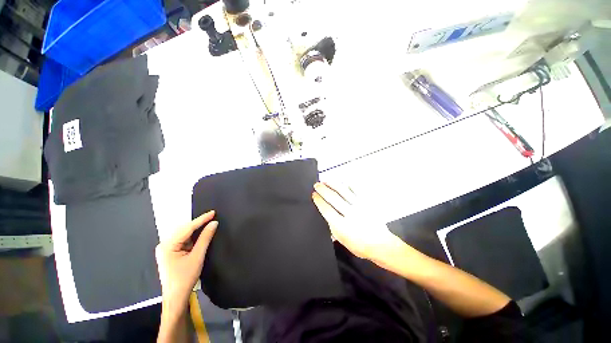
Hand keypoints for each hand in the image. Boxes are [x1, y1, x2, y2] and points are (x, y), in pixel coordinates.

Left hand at [155, 210, 217, 313]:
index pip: (187, 228)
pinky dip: (193, 237)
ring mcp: (166, 249)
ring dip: (196, 230)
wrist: (176, 297)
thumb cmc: (185, 278)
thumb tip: (214, 223)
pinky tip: (200, 233)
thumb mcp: (197, 257)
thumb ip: (205, 238)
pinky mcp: (170, 252)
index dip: (201, 219)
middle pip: (184, 230)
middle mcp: (164, 245)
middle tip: (212, 216)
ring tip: (208, 222)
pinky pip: (183, 240)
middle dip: (198, 223)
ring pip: (184, 234)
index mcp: (167, 246)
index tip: (213, 212)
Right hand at [312, 182, 398, 259]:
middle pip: (333, 198)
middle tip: (317, 185)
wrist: (381, 245)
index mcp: (342, 226)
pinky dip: (349, 185)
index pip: (327, 209)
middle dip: (323, 190)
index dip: (319, 201)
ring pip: (343, 192)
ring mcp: (359, 207)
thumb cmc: (360, 245)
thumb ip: (332, 226)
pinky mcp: (367, 203)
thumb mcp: (341, 240)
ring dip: (333, 185)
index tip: (314, 195)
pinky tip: (343, 182)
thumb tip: (326, 214)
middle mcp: (350, 214)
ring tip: (326, 181)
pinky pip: (357, 191)